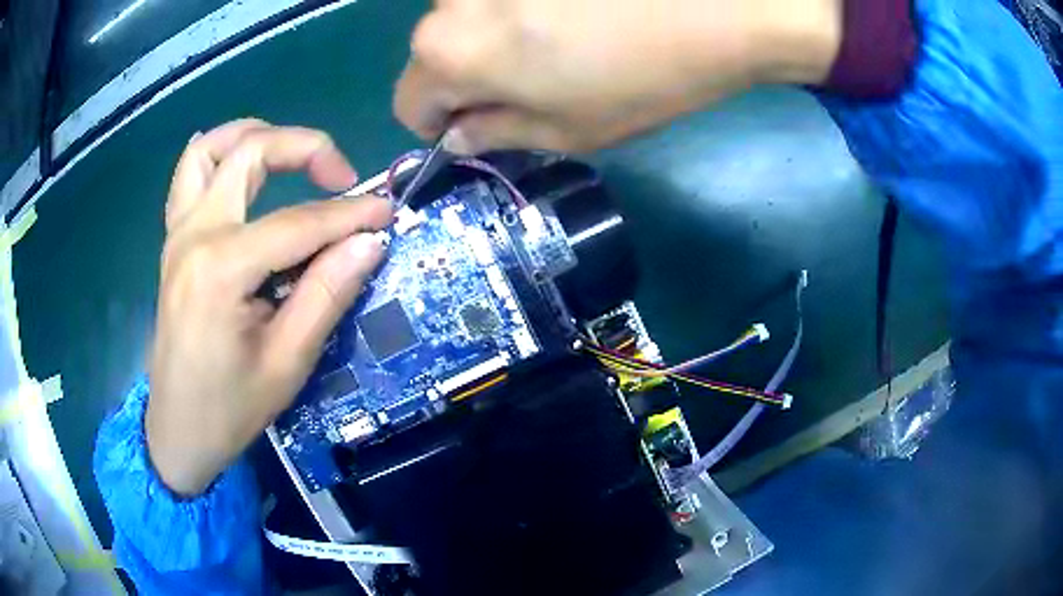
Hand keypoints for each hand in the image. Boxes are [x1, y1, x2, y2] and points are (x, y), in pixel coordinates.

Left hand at [147, 120, 392, 495]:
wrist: (178, 431)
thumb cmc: (230, 408)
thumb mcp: (288, 362)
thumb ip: (327, 293)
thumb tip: (370, 240)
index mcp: (220, 270)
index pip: (297, 222)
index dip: (349, 213)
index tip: (389, 209)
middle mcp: (194, 235)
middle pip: (250, 153)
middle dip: (305, 148)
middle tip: (343, 178)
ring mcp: (178, 234)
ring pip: (210, 149)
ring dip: (255, 136)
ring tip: (292, 153)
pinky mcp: (174, 242)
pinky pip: (189, 176)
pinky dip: (217, 154)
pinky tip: (240, 162)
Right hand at [395, 0, 840, 153]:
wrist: (716, 9)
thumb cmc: (641, 79)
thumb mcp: (566, 130)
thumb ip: (495, 133)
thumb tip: (458, 133)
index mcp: (447, 53)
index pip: (408, 104)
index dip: (438, 123)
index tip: (478, 125)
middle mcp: (449, 2)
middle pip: (434, 54)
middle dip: (467, 76)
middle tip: (530, 85)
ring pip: (466, 18)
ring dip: (493, 38)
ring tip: (559, 41)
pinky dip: (518, 9)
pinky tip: (567, 11)